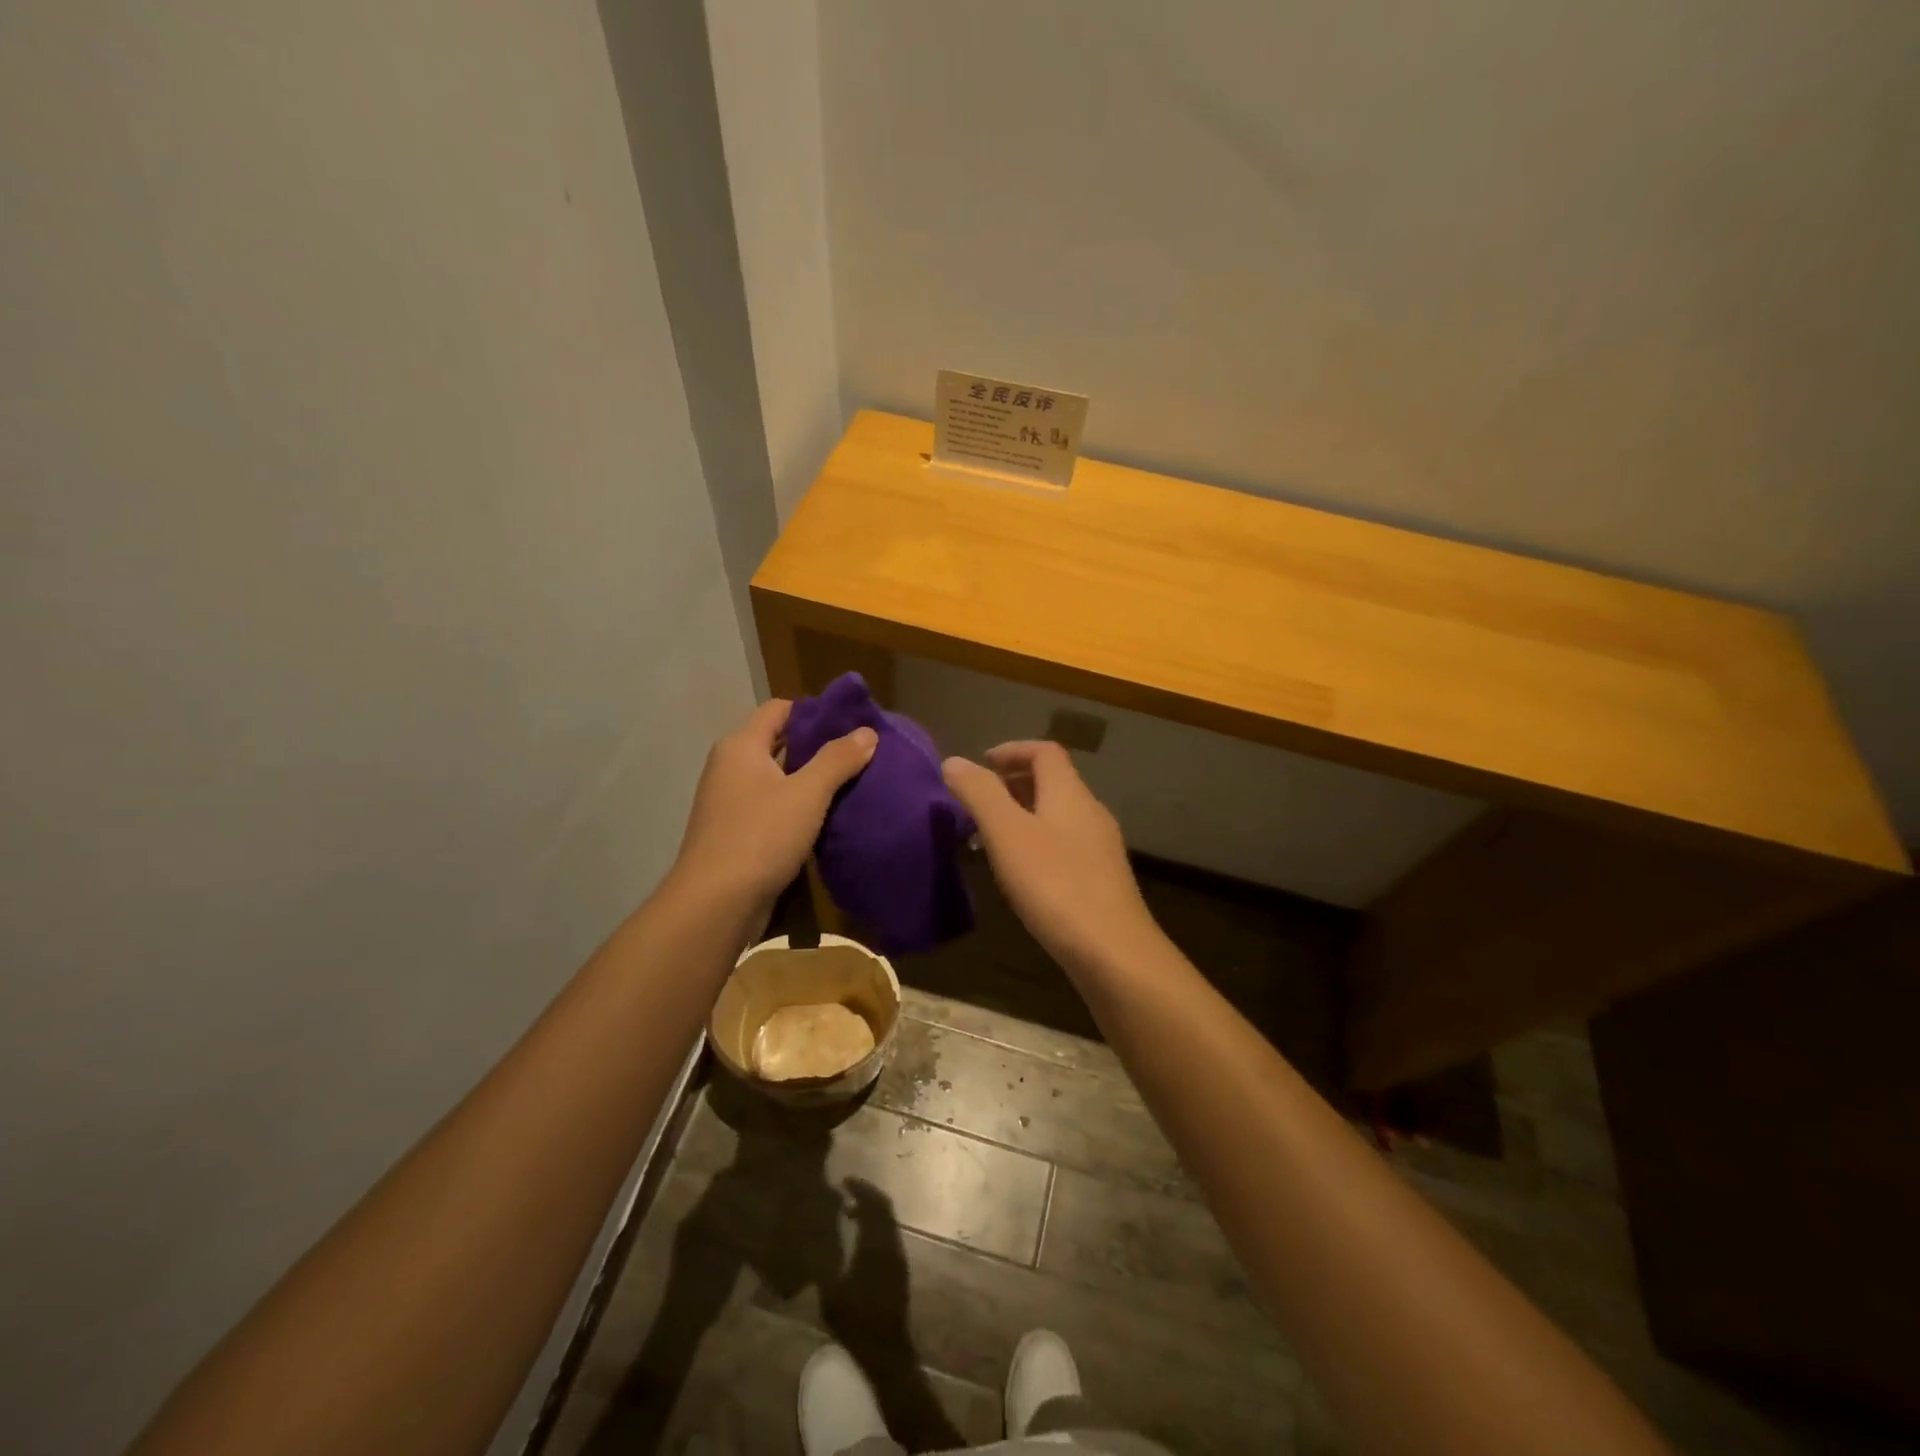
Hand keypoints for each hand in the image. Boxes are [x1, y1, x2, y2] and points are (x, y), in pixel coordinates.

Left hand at [675, 699, 876, 906]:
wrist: (716, 904)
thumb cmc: (760, 836)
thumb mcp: (807, 794)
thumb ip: (837, 759)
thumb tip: (867, 732)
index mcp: (741, 747)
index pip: (779, 709)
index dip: (814, 711)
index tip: (851, 722)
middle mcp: (730, 767)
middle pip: (778, 742)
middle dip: (817, 746)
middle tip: (859, 753)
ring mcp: (730, 802)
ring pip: (776, 778)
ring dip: (809, 779)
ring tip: (851, 783)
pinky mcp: (735, 833)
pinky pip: (772, 807)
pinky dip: (797, 806)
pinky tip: (826, 818)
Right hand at [942, 741, 1161, 974]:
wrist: (1113, 952)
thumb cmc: (1055, 885)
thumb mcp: (1008, 835)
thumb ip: (980, 794)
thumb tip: (954, 761)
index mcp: (1070, 793)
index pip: (1044, 752)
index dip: (1011, 750)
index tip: (980, 765)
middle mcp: (1090, 812)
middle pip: (1052, 782)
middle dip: (1012, 784)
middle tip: (978, 804)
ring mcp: (1100, 848)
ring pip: (1057, 816)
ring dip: (1023, 816)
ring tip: (990, 840)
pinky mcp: (1102, 880)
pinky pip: (1064, 845)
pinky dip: (1037, 844)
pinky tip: (1020, 875)